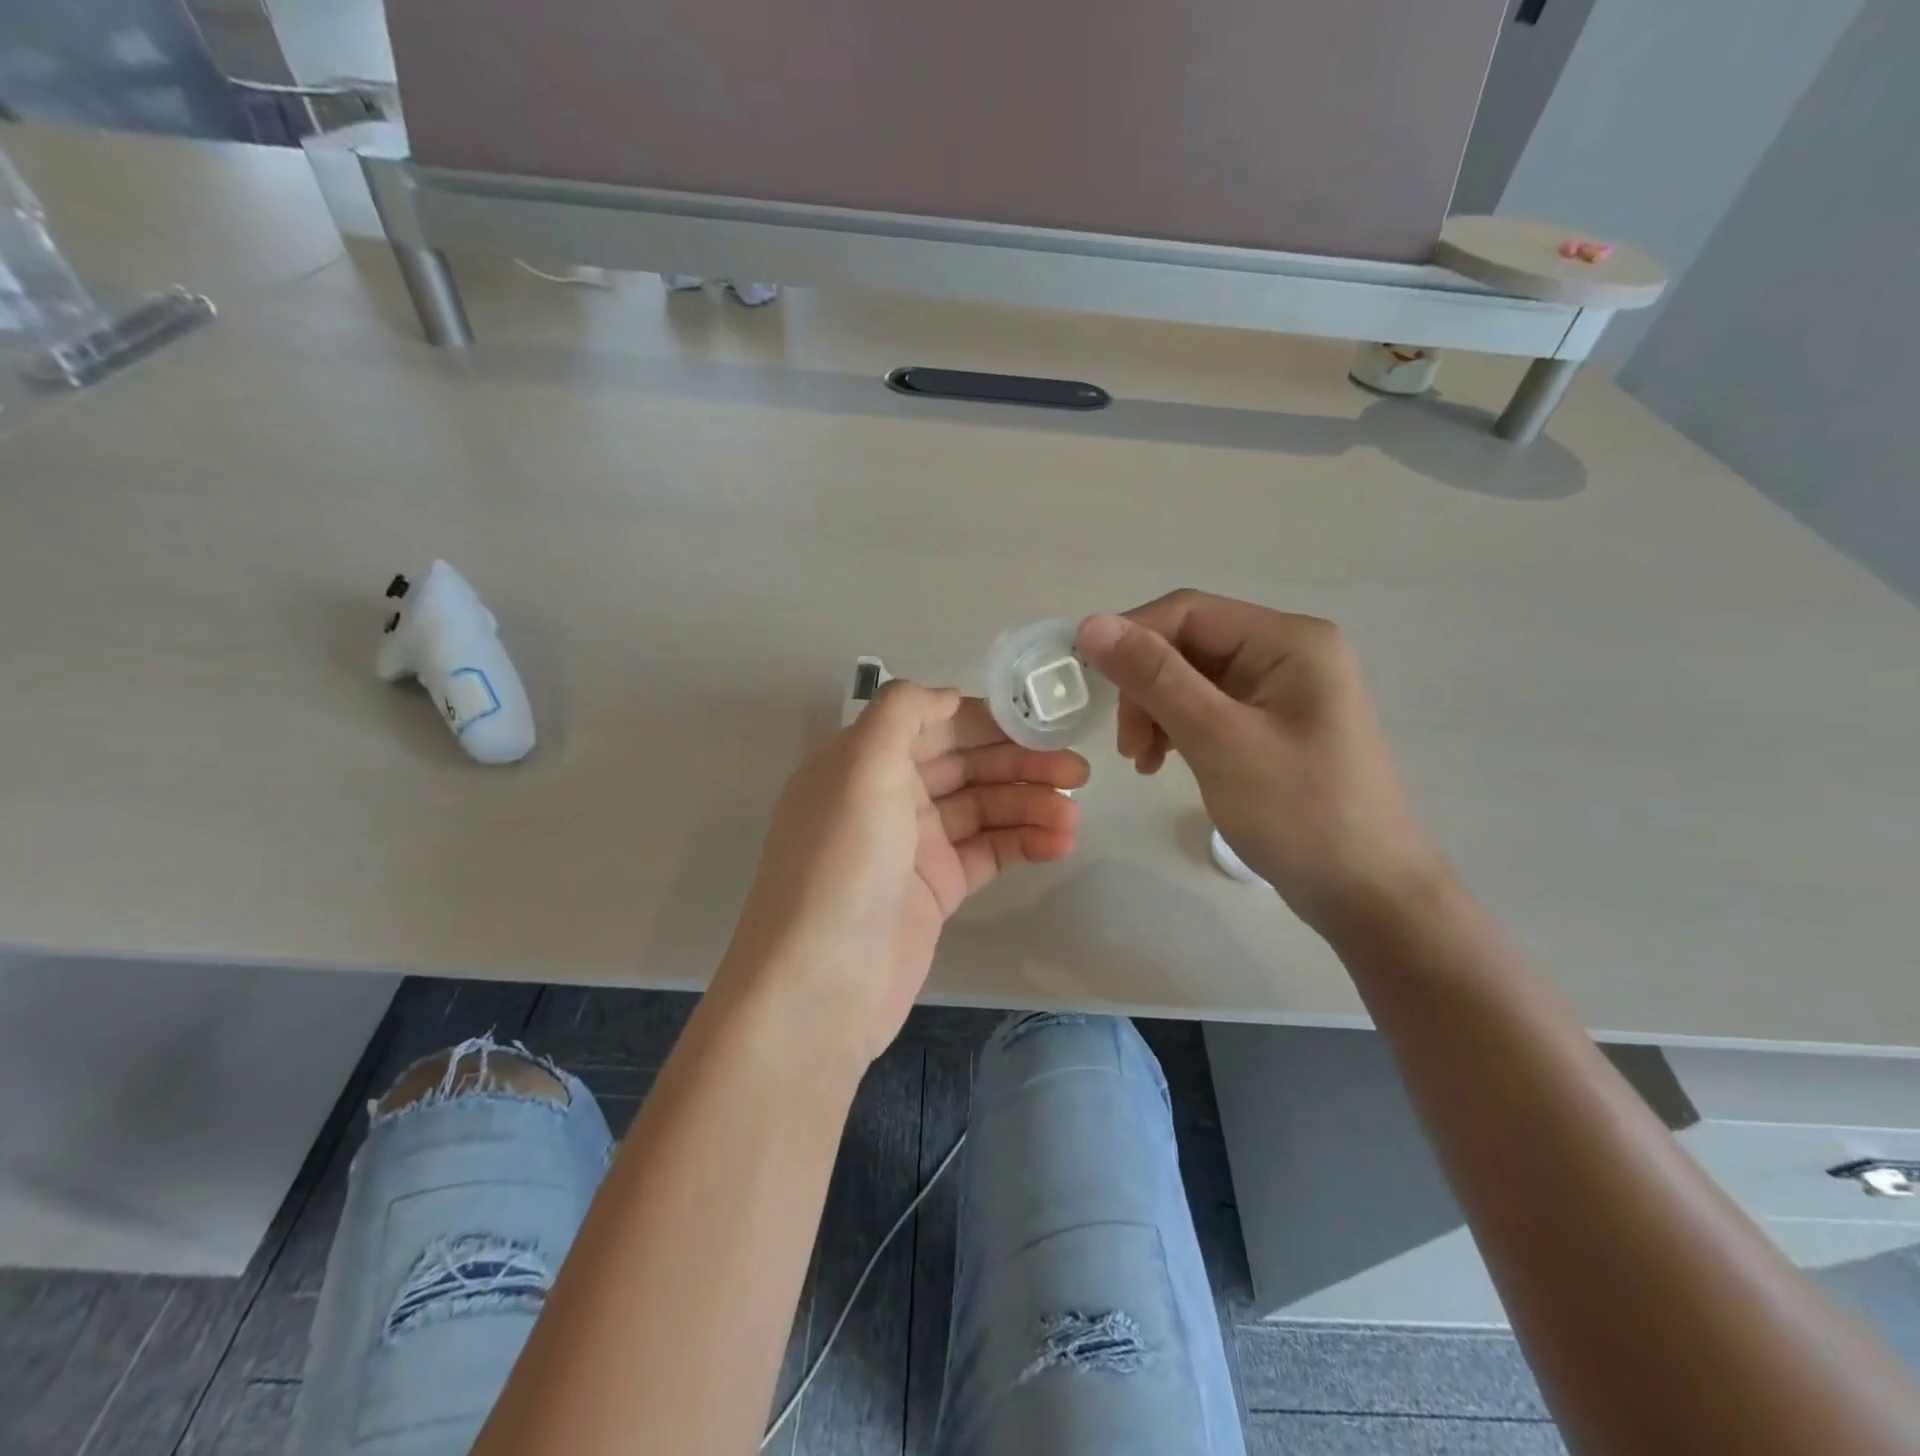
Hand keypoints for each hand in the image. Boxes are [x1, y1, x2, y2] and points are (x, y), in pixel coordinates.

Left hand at [717, 682, 1087, 1066]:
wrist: (821, 985)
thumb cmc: (842, 863)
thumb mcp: (860, 766)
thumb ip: (902, 712)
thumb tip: (948, 696)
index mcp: (865, 761)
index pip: (936, 724)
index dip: (988, 720)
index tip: (1043, 720)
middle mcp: (889, 796)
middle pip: (966, 764)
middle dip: (1020, 762)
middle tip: (1078, 770)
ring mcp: (914, 845)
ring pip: (984, 809)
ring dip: (1030, 806)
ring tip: (1074, 816)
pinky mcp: (937, 888)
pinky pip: (989, 852)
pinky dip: (1023, 843)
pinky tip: (1060, 843)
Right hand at [1076, 591, 1445, 934]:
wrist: (1366, 894)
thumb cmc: (1299, 813)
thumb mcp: (1219, 740)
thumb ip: (1155, 678)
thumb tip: (1091, 624)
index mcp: (1288, 640)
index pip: (1188, 611)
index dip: (1130, 638)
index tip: (1087, 683)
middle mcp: (1287, 652)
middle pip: (1188, 645)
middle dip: (1144, 687)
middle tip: (1126, 746)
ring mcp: (1281, 690)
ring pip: (1191, 679)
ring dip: (1155, 711)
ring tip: (1141, 761)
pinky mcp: (1272, 725)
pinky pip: (1208, 708)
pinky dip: (1176, 729)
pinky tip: (1161, 762)